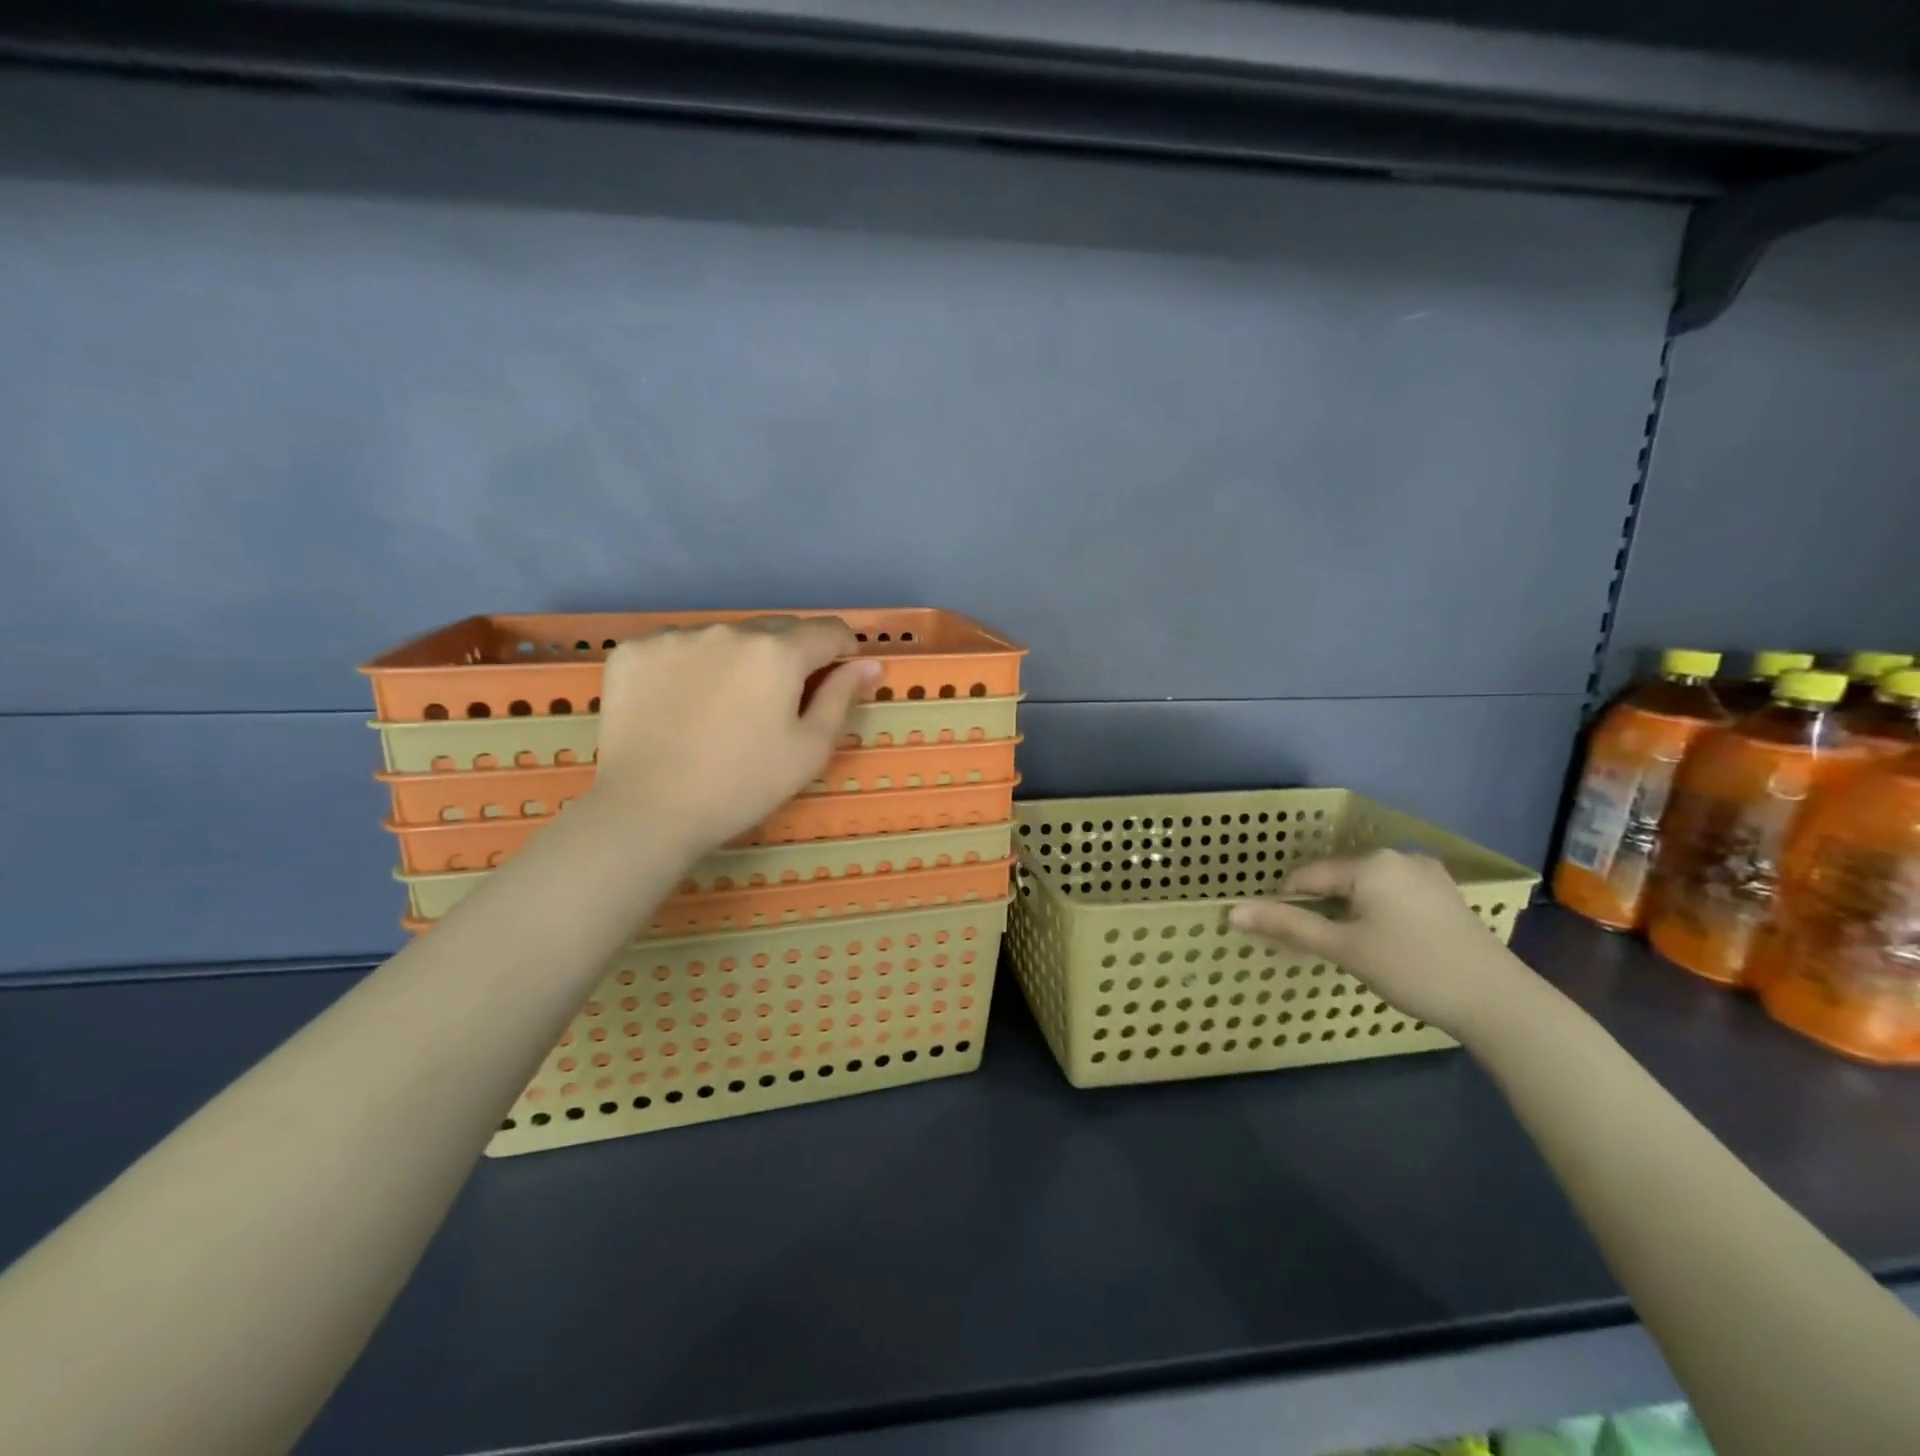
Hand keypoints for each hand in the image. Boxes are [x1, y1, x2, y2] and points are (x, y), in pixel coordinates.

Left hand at [588, 617, 880, 853]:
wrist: (647, 810)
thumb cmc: (743, 785)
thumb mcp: (809, 749)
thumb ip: (841, 697)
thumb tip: (868, 664)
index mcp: (778, 652)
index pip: (828, 631)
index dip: (843, 651)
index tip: (838, 677)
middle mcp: (729, 630)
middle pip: (777, 630)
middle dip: (791, 656)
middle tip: (780, 702)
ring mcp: (676, 635)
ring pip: (727, 637)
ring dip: (739, 659)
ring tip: (725, 706)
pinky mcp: (635, 650)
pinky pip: (679, 646)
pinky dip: (692, 665)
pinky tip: (683, 703)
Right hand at [1229, 850, 1526, 1036]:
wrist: (1500, 1002)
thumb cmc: (1413, 969)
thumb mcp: (1344, 949)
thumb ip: (1287, 927)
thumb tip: (1232, 912)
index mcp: (1371, 863)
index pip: (1308, 877)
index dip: (1289, 906)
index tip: (1289, 940)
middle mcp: (1398, 857)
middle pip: (1337, 880)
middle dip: (1321, 911)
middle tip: (1325, 950)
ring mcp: (1427, 875)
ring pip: (1365, 889)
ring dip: (1349, 914)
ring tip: (1356, 951)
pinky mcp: (1445, 895)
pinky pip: (1392, 896)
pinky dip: (1377, 915)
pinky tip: (1388, 945)